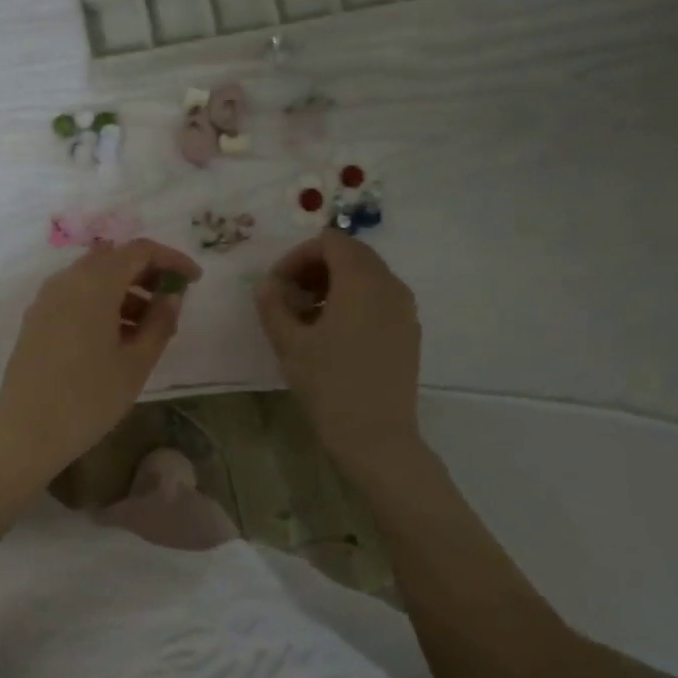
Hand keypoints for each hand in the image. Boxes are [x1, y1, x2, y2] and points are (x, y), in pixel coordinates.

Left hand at [0, 239, 201, 484]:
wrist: (26, 432)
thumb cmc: (89, 398)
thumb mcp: (136, 362)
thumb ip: (160, 322)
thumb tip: (172, 295)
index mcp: (94, 283)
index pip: (139, 251)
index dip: (171, 259)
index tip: (195, 279)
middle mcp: (66, 280)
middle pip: (113, 259)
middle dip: (147, 273)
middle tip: (173, 299)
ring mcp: (46, 299)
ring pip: (92, 278)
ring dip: (124, 290)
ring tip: (149, 327)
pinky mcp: (36, 319)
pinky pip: (74, 296)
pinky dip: (100, 303)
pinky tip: (117, 337)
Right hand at [254, 230, 425, 482]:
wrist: (376, 436)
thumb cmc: (329, 385)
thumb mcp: (289, 343)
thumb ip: (273, 304)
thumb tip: (268, 285)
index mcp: (361, 281)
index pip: (329, 242)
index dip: (297, 256)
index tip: (276, 285)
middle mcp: (389, 285)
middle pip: (350, 254)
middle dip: (314, 268)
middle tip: (288, 298)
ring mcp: (404, 308)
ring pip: (365, 275)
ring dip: (332, 284)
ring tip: (306, 317)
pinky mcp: (408, 330)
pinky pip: (378, 298)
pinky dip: (352, 301)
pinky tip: (331, 333)